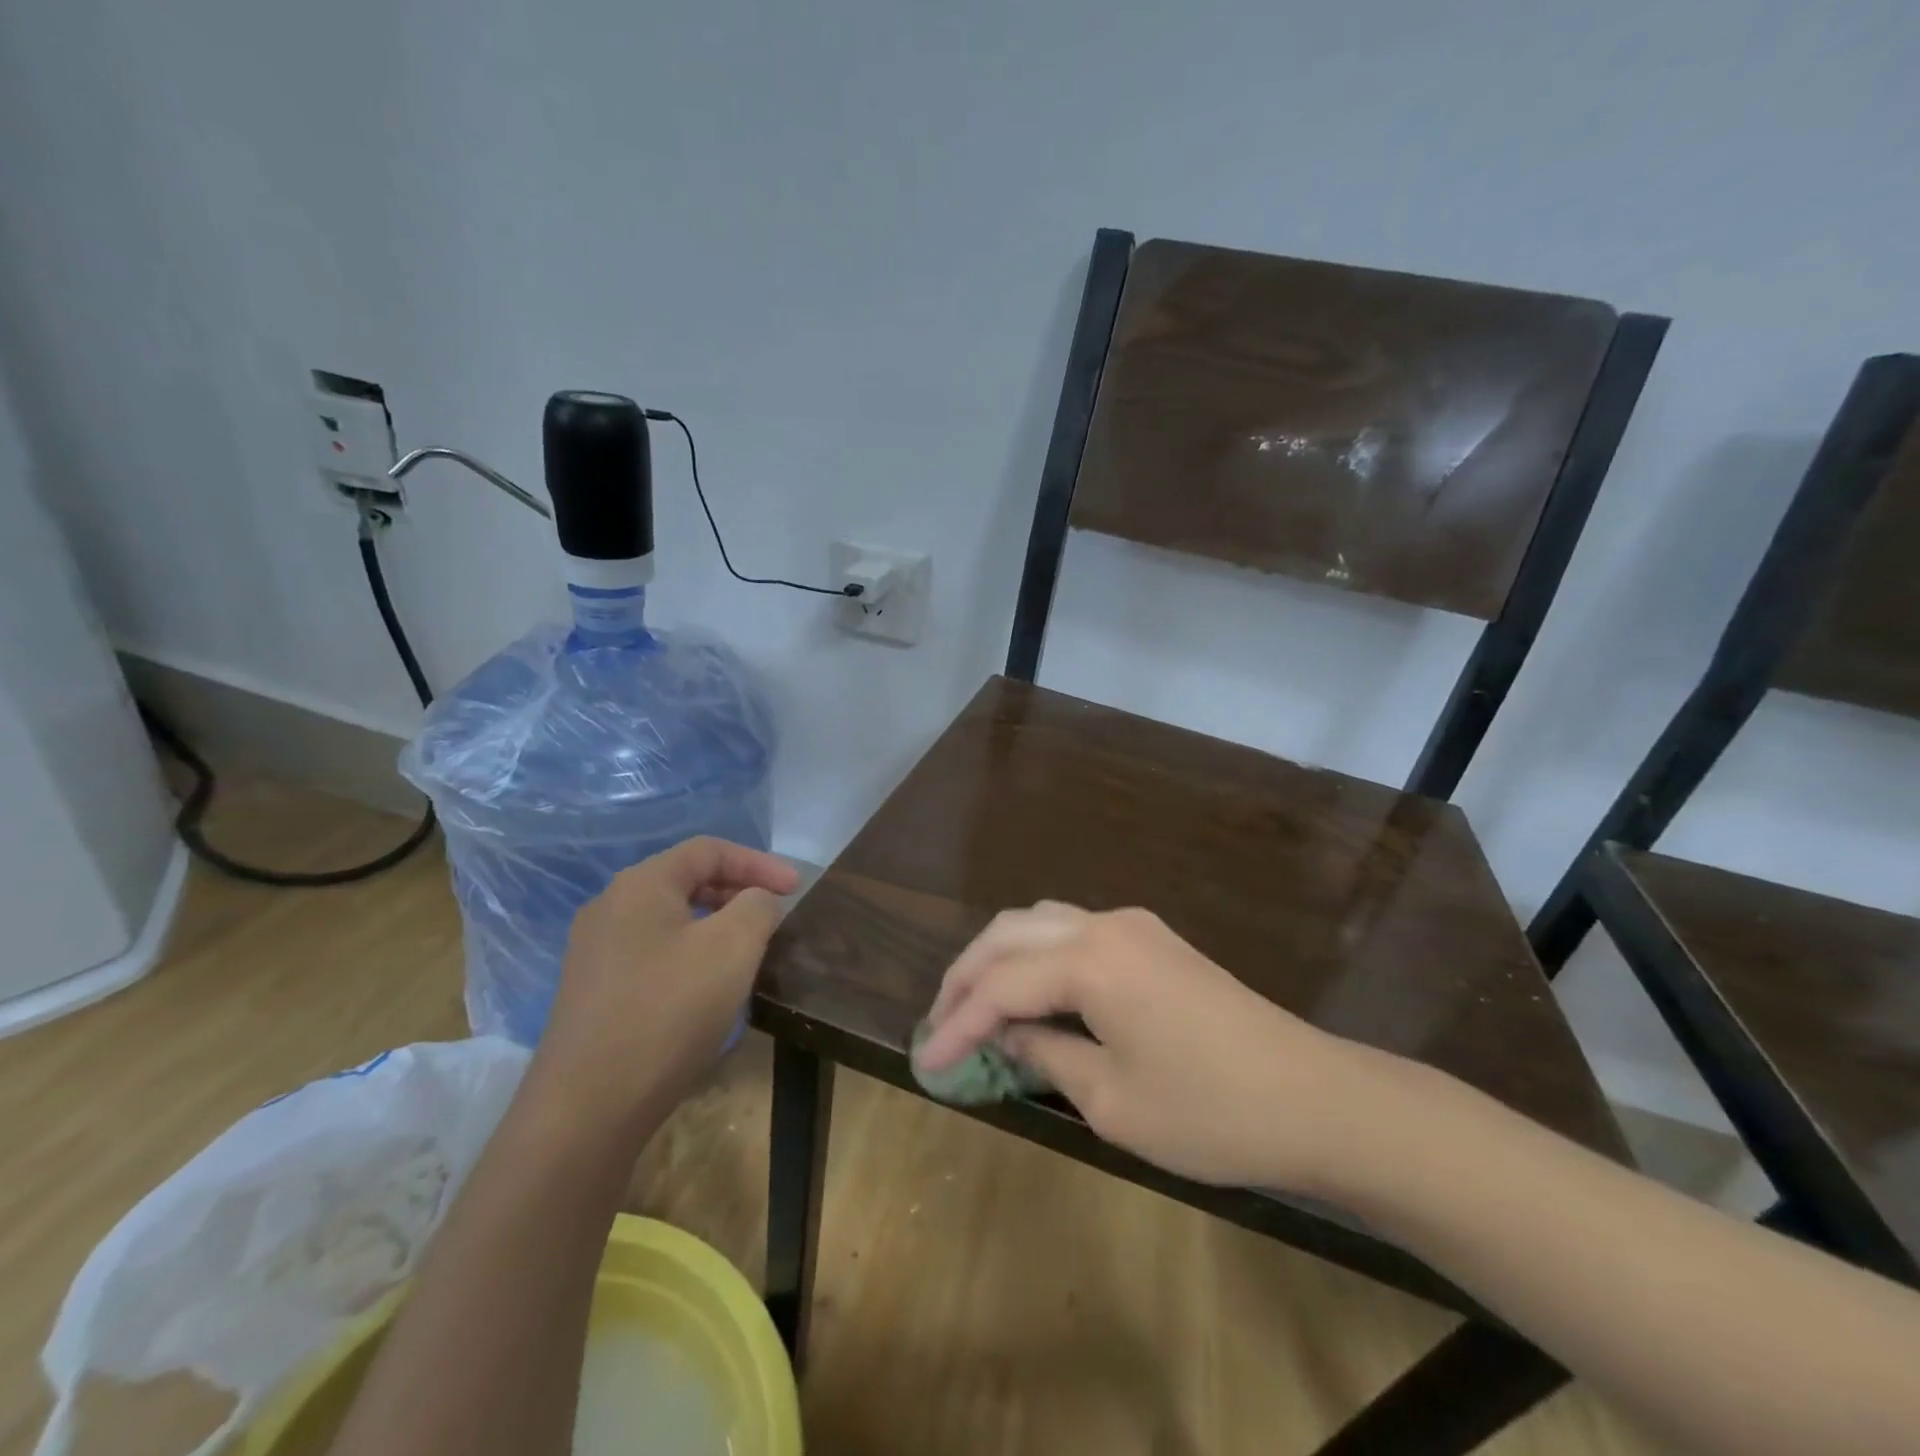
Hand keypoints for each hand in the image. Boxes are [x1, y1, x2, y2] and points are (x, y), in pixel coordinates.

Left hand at [530, 838, 798, 1144]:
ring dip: (715, 922)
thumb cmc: (668, 1012)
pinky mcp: (593, 991)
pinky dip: (690, 951)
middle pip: (686, 879)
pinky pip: (653, 951)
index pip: (708, 850)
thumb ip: (757, 906)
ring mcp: (595, 951)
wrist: (586, 1110)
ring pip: (670, 918)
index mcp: (641, 885)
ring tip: (749, 947)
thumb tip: (756, 900)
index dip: (759, 862)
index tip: (797, 888)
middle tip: (775, 912)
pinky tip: (708, 985)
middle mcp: (610, 907)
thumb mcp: (732, 948)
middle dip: (737, 889)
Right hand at [913, 903, 1372, 1192]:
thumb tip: (1007, 1036)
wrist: (1317, 1099)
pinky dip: (1038, 957)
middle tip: (939, 1026)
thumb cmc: (1211, 1112)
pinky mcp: (1154, 940)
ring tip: (975, 1007)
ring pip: (1040, 922)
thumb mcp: (1112, 1101)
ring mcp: (1134, 927)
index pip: (1000, 985)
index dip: (955, 1023)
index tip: (924, 1062)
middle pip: (1009, 934)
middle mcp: (1105, 925)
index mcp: (1091, 960)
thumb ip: (1046, 1055)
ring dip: (1000, 959)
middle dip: (966, 977)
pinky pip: (1073, 933)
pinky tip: (1031, 994)